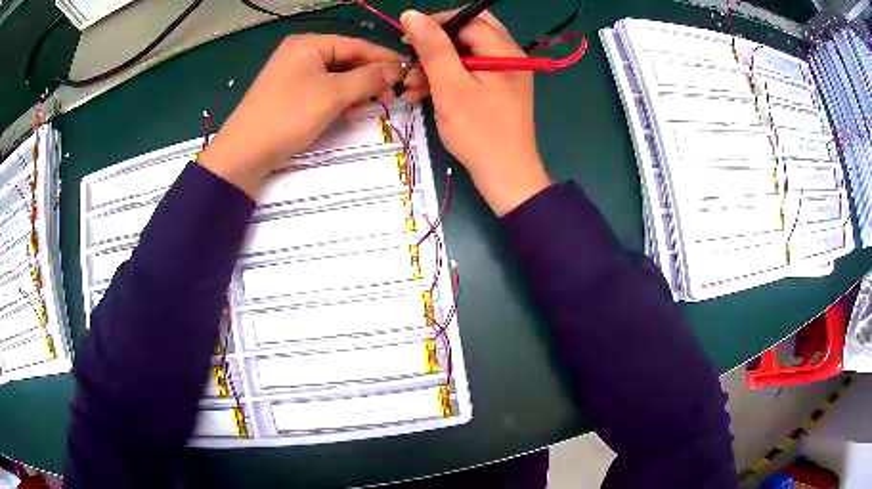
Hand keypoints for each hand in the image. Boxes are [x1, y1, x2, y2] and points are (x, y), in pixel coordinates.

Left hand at [200, 35, 402, 196]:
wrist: (244, 153)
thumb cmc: (288, 116)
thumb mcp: (333, 94)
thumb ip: (368, 78)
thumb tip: (397, 69)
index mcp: (309, 43)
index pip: (356, 45)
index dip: (384, 58)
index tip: (409, 72)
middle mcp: (301, 53)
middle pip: (347, 60)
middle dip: (368, 79)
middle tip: (390, 97)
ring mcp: (294, 73)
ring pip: (337, 77)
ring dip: (355, 92)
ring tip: (365, 109)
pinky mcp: (290, 93)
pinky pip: (323, 90)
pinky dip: (338, 100)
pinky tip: (347, 114)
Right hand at [400, 10, 550, 215]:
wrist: (505, 177)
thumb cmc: (479, 132)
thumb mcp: (450, 86)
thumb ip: (433, 47)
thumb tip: (412, 15)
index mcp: (504, 51)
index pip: (468, 19)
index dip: (436, 23)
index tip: (407, 37)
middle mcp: (508, 57)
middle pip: (467, 34)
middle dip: (435, 45)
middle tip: (410, 56)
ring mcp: (504, 75)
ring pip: (465, 55)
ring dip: (435, 66)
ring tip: (408, 84)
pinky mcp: (496, 91)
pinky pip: (468, 74)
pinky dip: (445, 80)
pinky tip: (420, 93)